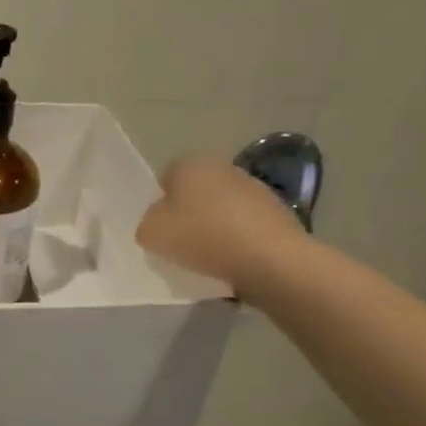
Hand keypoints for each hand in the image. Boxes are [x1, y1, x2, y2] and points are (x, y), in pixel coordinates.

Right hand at [136, 156, 311, 302]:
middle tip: (182, 244)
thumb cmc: (202, 237)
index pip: (166, 179)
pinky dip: (239, 241)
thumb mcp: (151, 234)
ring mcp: (255, 188)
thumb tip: (160, 221)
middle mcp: (223, 167)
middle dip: (190, 214)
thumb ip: (147, 223)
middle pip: (196, 193)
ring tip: (210, 259)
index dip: (161, 206)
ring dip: (216, 228)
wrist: (271, 260)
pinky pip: (246, 227)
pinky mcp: (279, 213)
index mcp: (190, 163)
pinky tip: (235, 262)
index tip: (162, 230)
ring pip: (223, 209)